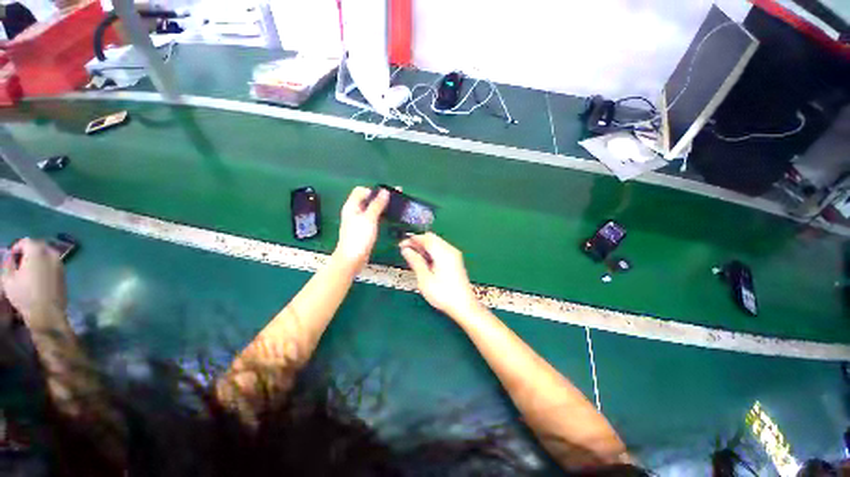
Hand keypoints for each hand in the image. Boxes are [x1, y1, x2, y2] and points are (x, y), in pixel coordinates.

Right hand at [1, 238, 66, 326]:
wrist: (47, 312)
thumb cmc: (24, 295)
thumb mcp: (8, 279)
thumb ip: (8, 264)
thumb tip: (10, 258)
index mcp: (37, 251)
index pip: (26, 241)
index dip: (17, 247)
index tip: (11, 257)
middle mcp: (51, 254)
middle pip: (39, 246)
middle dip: (28, 252)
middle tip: (19, 263)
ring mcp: (60, 264)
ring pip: (47, 255)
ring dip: (38, 259)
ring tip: (28, 271)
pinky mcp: (64, 274)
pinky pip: (53, 264)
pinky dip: (45, 266)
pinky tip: (38, 278)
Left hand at [334, 187, 389, 268]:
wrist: (352, 259)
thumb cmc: (359, 237)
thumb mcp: (369, 218)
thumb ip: (377, 204)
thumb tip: (385, 191)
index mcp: (352, 206)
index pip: (361, 190)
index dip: (373, 190)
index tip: (387, 194)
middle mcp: (354, 211)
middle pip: (367, 199)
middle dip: (380, 197)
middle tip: (396, 199)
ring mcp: (359, 221)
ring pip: (371, 209)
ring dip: (381, 206)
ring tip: (395, 207)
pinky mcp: (364, 229)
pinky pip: (373, 218)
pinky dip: (380, 215)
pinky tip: (389, 217)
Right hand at [399, 233, 480, 318]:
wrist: (464, 306)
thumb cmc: (444, 294)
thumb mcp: (424, 279)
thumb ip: (415, 261)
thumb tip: (406, 250)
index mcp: (443, 253)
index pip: (425, 238)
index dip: (412, 239)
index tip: (401, 245)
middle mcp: (450, 250)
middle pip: (432, 238)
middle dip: (418, 242)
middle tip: (406, 250)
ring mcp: (454, 255)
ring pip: (436, 243)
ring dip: (424, 247)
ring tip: (413, 257)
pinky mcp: (455, 261)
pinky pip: (441, 250)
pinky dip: (431, 252)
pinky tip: (425, 262)